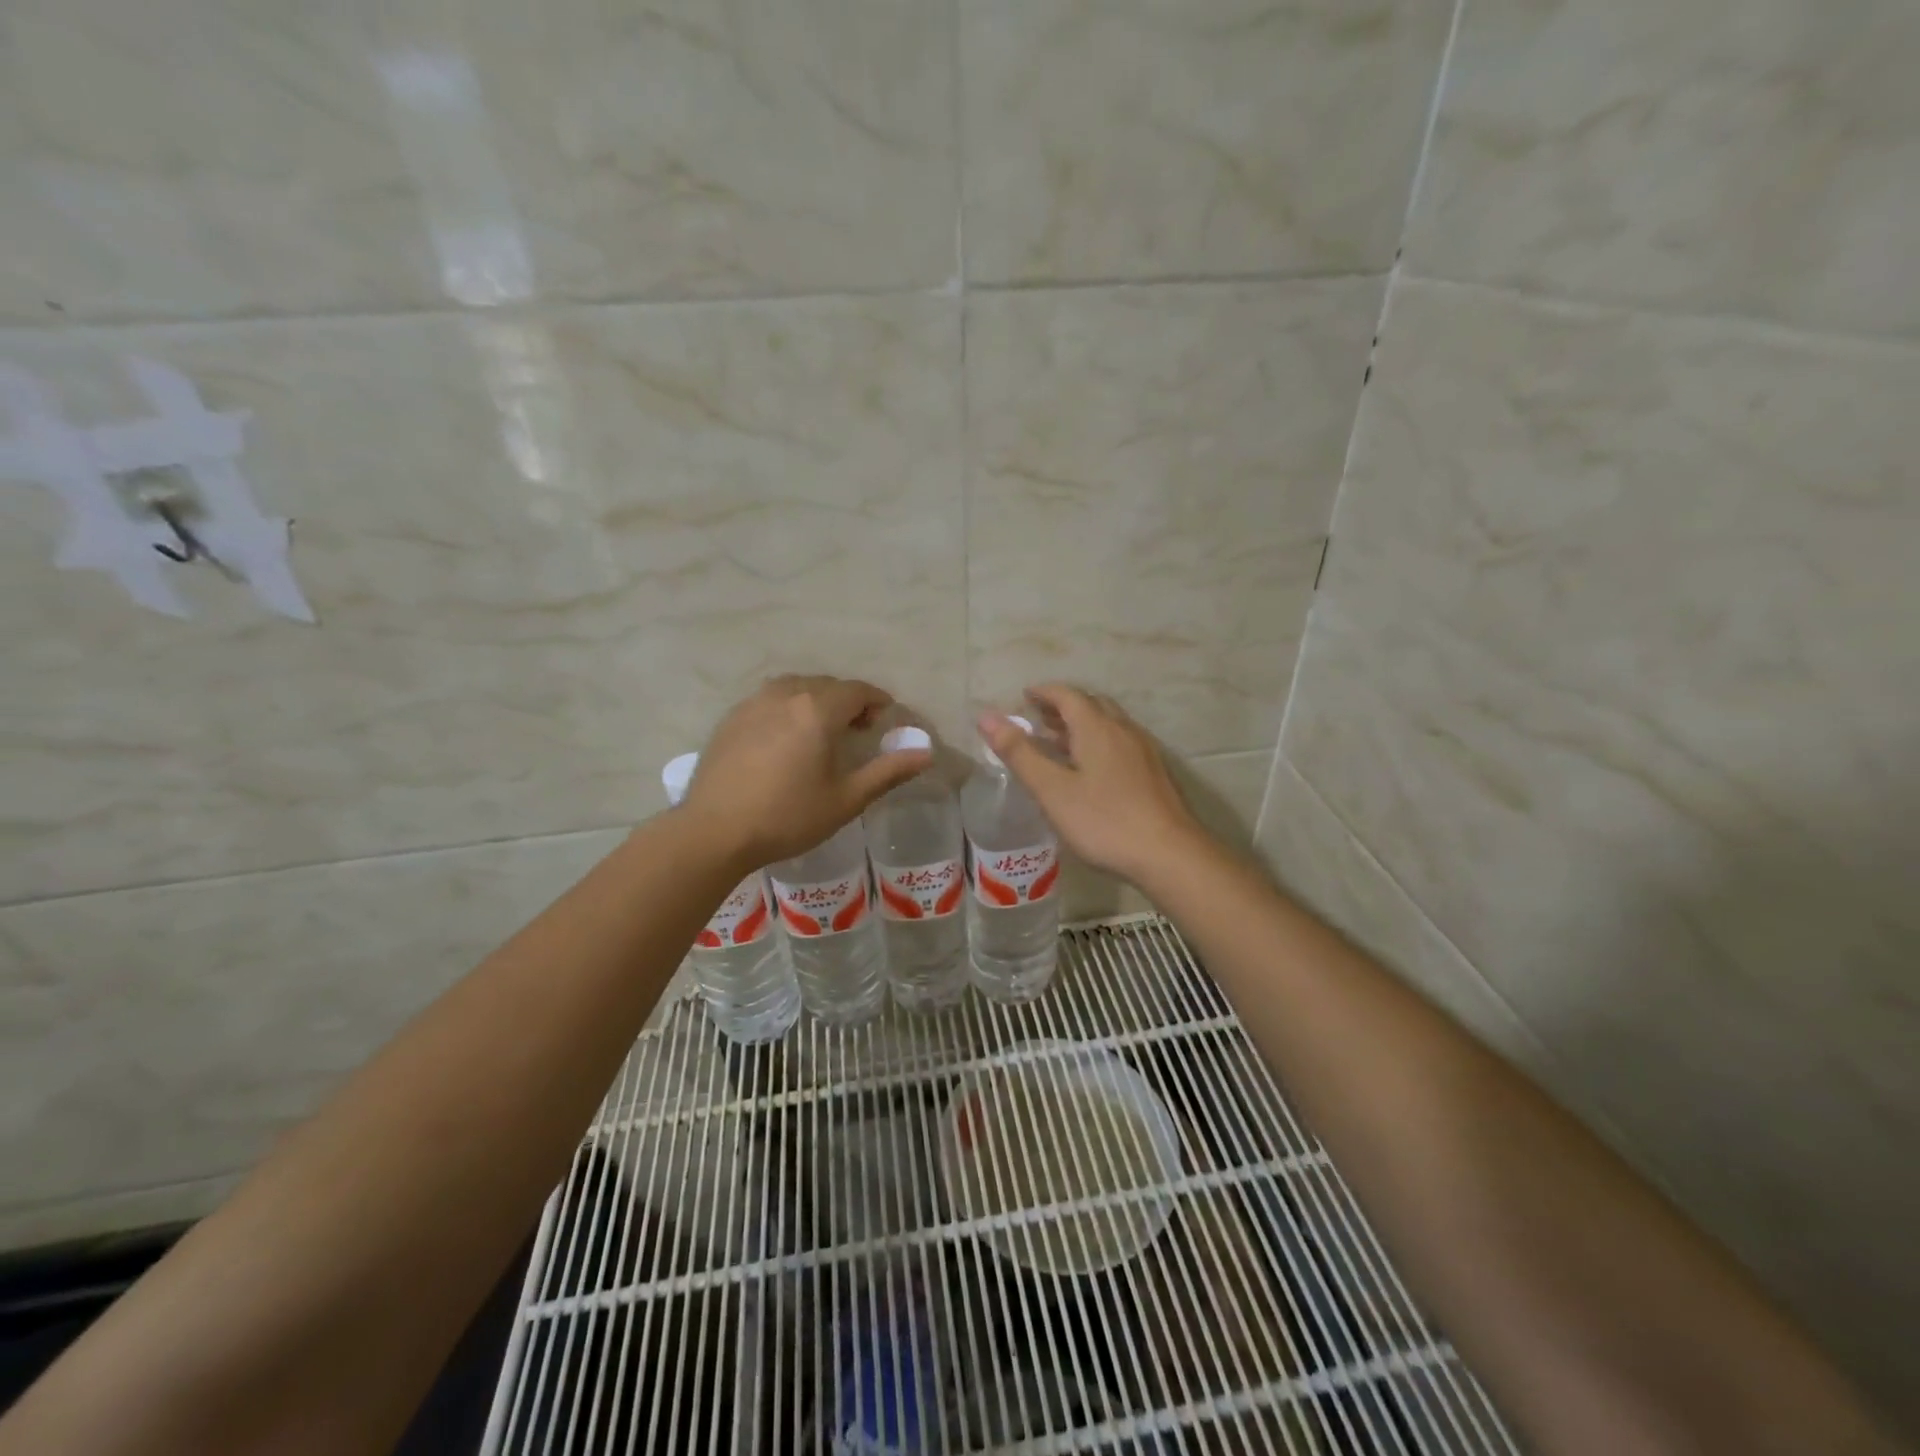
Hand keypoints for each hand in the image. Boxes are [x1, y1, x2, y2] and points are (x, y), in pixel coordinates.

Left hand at [683, 675, 931, 867]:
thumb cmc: (787, 817)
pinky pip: (769, 700)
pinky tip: (785, 738)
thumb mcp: (846, 799)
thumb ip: (888, 772)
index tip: (885, 719)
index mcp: (817, 709)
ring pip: (795, 688)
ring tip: (822, 731)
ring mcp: (753, 703)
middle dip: (849, 701)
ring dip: (816, 700)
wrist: (713, 832)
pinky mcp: (731, 718)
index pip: (857, 690)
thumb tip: (927, 753)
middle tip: (859, 729)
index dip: (877, 700)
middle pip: (827, 685)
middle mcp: (785, 695)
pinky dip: (788, 708)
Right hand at [978, 685, 1206, 884]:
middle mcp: (1123, 730)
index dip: (1044, 692)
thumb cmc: (1104, 821)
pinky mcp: (1154, 773)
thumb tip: (987, 717)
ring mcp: (1143, 751)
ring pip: (1108, 724)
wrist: (1170, 854)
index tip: (1024, 696)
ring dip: (1082, 725)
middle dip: (1063, 706)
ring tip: (1059, 742)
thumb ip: (1019, 753)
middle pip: (1091, 705)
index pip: (1067, 695)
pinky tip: (1091, 770)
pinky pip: (1120, 743)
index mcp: (1097, 728)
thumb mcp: (1052, 790)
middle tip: (1038, 718)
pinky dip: (1098, 742)